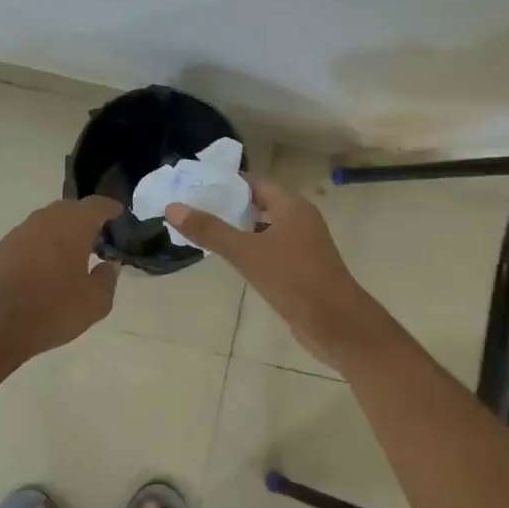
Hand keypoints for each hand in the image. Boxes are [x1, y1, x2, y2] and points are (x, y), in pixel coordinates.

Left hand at [0, 196, 123, 361]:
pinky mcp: (0, 250)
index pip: (96, 205)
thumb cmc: (53, 310)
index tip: (119, 214)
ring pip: (46, 223)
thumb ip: (107, 279)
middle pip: (69, 209)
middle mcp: (44, 221)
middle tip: (97, 238)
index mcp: (72, 226)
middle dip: (84, 219)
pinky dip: (40, 246)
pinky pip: (28, 239)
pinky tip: (43, 269)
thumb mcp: (95, 303)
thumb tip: (109, 265)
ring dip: (60, 232)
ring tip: (70, 255)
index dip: (110, 208)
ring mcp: (18, 233)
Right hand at [167, 178, 385, 368]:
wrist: (335, 323)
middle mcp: (301, 221)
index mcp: (293, 207)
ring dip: (240, 231)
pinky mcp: (303, 270)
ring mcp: (304, 247)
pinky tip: (232, 261)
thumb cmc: (293, 279)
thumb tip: (173, 207)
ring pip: (266, 231)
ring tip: (206, 233)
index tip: (197, 187)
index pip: (256, 184)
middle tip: (194, 210)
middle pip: (261, 205)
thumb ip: (211, 231)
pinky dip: (252, 251)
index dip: (228, 184)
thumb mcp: (246, 253)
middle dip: (230, 207)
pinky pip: (272, 252)